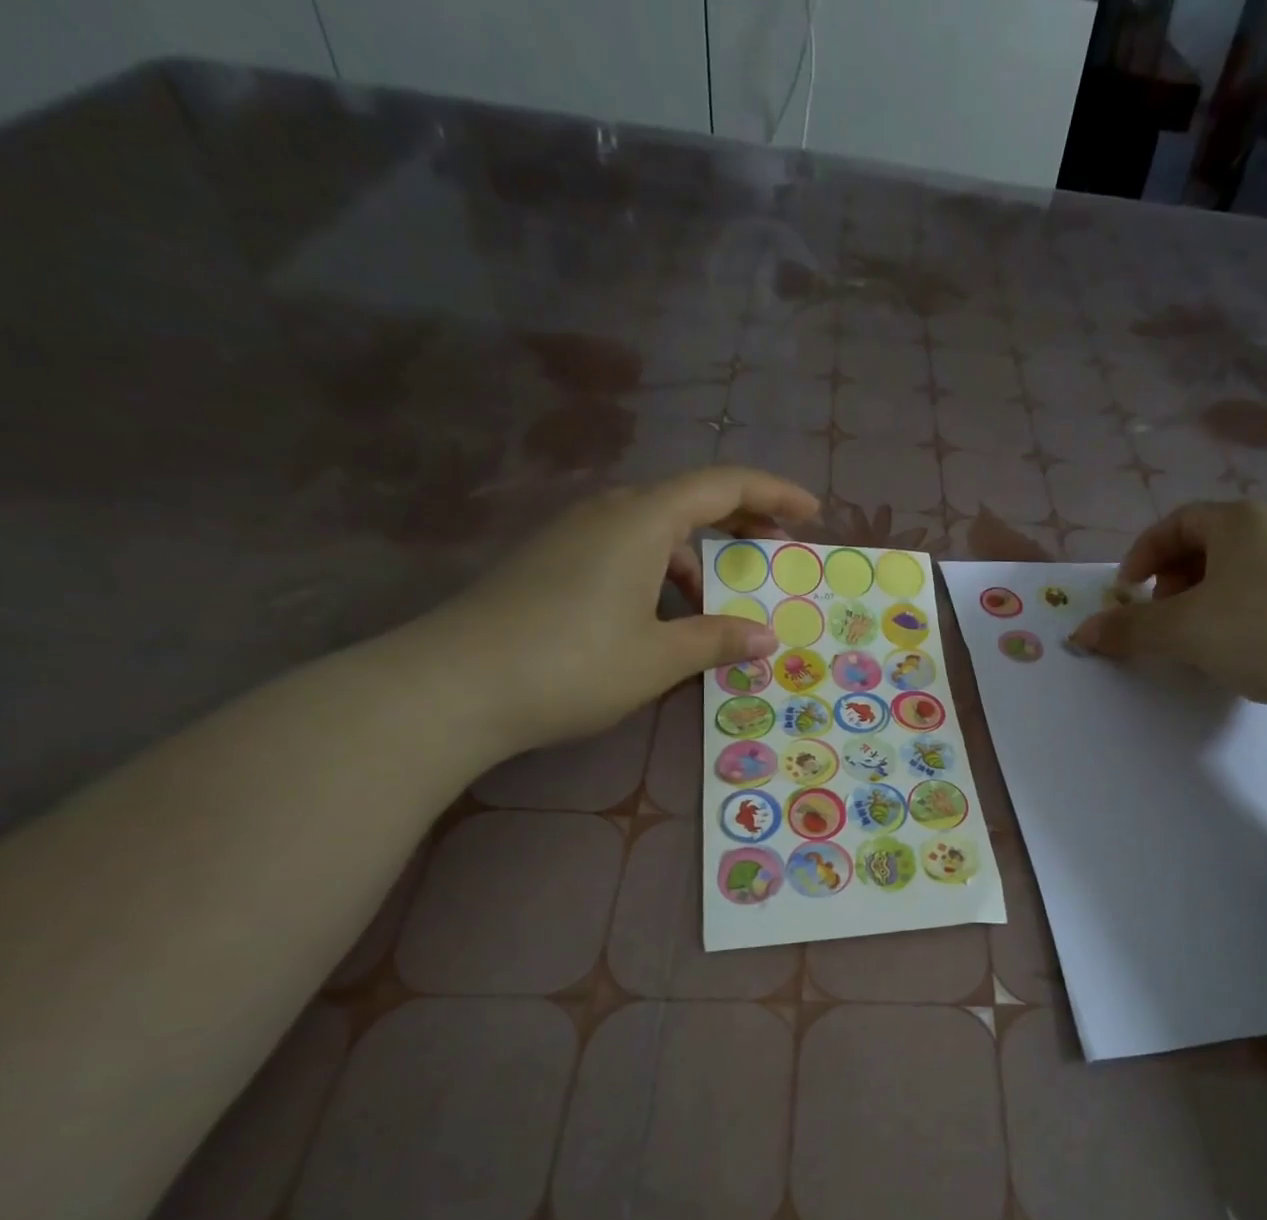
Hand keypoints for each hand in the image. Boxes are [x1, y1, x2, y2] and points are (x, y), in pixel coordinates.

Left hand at [407, 468, 818, 753]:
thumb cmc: (573, 664)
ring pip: (655, 531)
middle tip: (779, 551)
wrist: (454, 686)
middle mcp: (609, 513)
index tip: (812, 513)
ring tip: (722, 603)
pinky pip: (626, 552)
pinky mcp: (552, 563)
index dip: (774, 493)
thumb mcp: (659, 658)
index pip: (723, 485)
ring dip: (698, 558)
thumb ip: (717, 640)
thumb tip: (766, 637)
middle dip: (741, 522)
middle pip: (689, 501)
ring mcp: (575, 536)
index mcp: (643, 520)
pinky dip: (662, 573)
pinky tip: (666, 616)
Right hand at [1069, 502, 1266, 730]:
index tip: (1125, 591)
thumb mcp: (1181, 628)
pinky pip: (1260, 608)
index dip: (1144, 552)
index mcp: (1242, 522)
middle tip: (1157, 617)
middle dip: (1171, 582)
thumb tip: (1080, 634)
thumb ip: (1127, 628)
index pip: (1179, 520)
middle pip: (1207, 549)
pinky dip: (1232, 626)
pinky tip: (1231, 659)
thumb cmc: (1259, 629)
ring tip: (1189, 644)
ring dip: (1200, 608)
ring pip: (1235, 582)